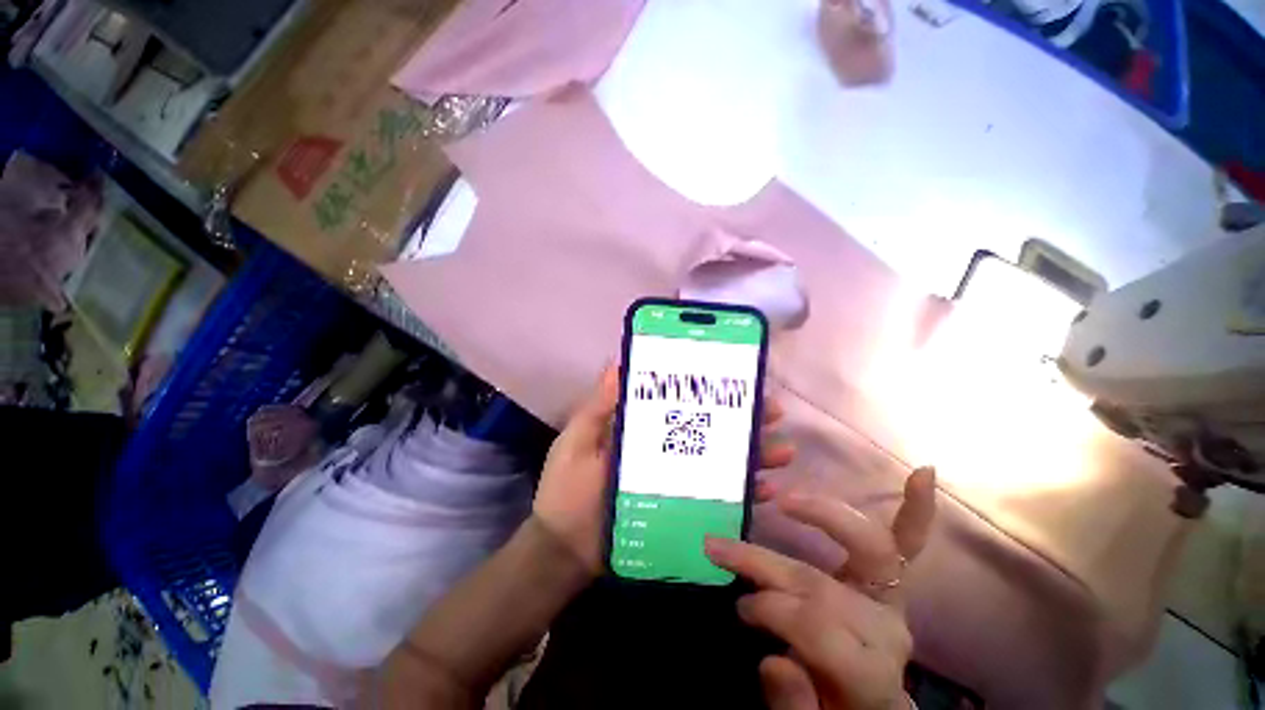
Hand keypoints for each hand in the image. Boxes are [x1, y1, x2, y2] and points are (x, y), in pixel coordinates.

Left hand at [532, 364, 796, 571]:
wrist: (566, 553)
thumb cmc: (567, 492)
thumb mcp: (577, 442)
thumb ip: (596, 408)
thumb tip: (617, 363)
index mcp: (642, 428)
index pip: (680, 402)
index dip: (707, 391)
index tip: (734, 379)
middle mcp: (664, 449)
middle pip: (708, 429)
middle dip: (742, 420)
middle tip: (773, 412)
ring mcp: (676, 480)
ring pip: (720, 460)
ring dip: (753, 454)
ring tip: (783, 450)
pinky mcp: (682, 508)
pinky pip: (718, 498)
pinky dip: (743, 493)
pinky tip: (767, 490)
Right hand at [705, 467, 937, 709]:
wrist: (860, 707)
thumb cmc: (829, 709)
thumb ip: (794, 706)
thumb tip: (774, 662)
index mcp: (869, 673)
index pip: (818, 629)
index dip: (773, 613)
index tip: (738, 606)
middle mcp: (886, 629)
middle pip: (824, 584)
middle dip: (766, 564)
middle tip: (720, 549)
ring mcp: (890, 598)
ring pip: (868, 548)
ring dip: (825, 517)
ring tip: (785, 502)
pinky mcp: (889, 580)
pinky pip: (906, 540)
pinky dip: (915, 509)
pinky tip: (923, 473)